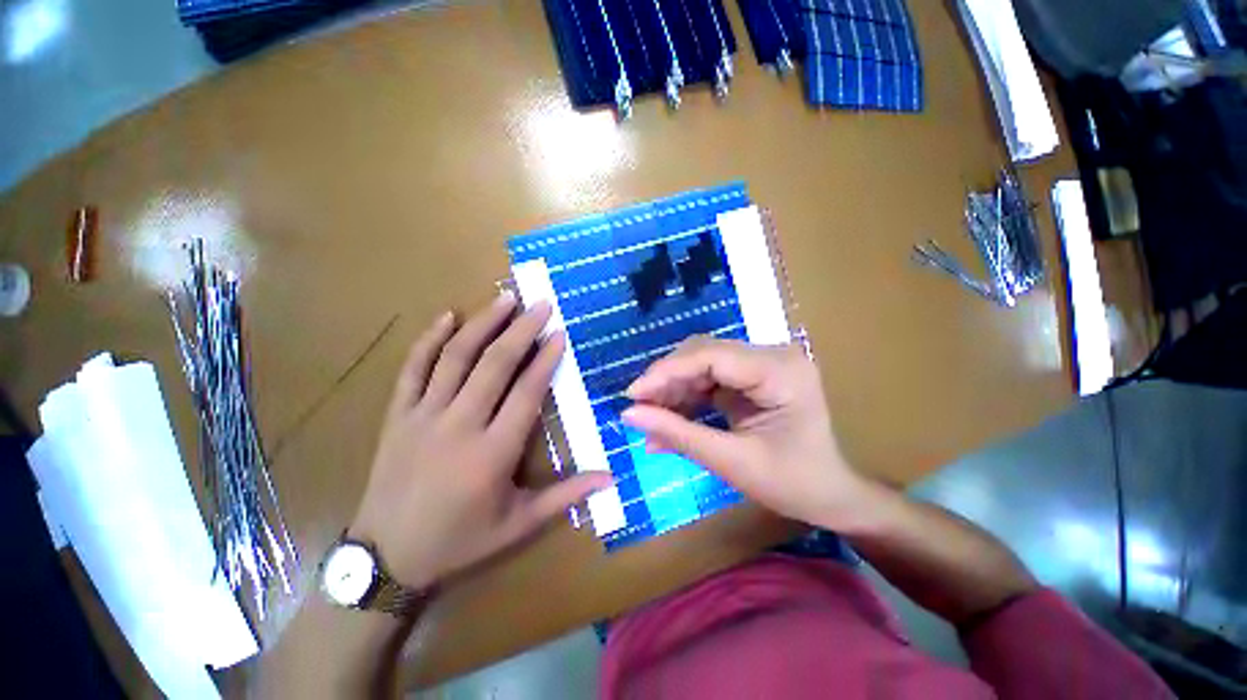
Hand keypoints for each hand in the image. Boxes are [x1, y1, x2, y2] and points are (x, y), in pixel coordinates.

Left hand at [349, 294, 611, 587]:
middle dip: (521, 329)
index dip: (545, 360)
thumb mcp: (518, 525)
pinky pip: (412, 368)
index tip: (559, 334)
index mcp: (492, 453)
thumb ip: (566, 496)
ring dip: (483, 324)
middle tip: (541, 304)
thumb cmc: (460, 541)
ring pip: (455, 358)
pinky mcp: (397, 415)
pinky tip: (447, 316)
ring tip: (505, 298)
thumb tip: (611, 478)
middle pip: (494, 365)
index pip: (526, 393)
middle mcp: (459, 426)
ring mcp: (423, 416)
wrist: (385, 559)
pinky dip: (429, 339)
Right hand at [621, 338, 869, 530]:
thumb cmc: (793, 484)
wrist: (830, 496)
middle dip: (667, 380)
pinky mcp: (751, 377)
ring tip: (650, 418)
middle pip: (703, 354)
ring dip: (673, 390)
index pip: (710, 356)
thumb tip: (628, 414)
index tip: (632, 395)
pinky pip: (709, 378)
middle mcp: (772, 355)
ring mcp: (762, 364)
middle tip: (638, 408)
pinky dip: (686, 398)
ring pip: (701, 364)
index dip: (666, 372)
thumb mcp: (732, 462)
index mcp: (779, 370)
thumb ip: (678, 434)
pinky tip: (668, 420)